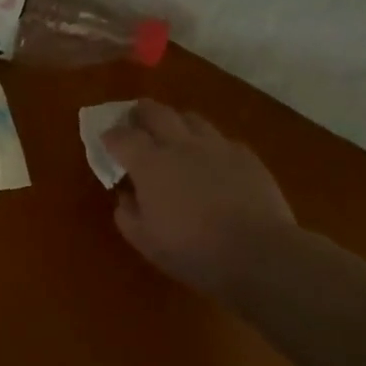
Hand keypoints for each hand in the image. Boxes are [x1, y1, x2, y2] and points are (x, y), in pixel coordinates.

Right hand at [102, 100, 294, 298]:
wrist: (259, 254)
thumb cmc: (192, 249)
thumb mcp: (144, 240)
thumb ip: (126, 212)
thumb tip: (126, 195)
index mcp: (149, 163)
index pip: (121, 136)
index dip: (110, 136)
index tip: (107, 142)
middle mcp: (180, 144)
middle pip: (155, 111)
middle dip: (140, 113)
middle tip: (135, 123)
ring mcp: (216, 146)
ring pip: (191, 118)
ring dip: (176, 123)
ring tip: (174, 137)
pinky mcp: (246, 156)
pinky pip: (222, 139)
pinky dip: (210, 145)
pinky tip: (212, 161)